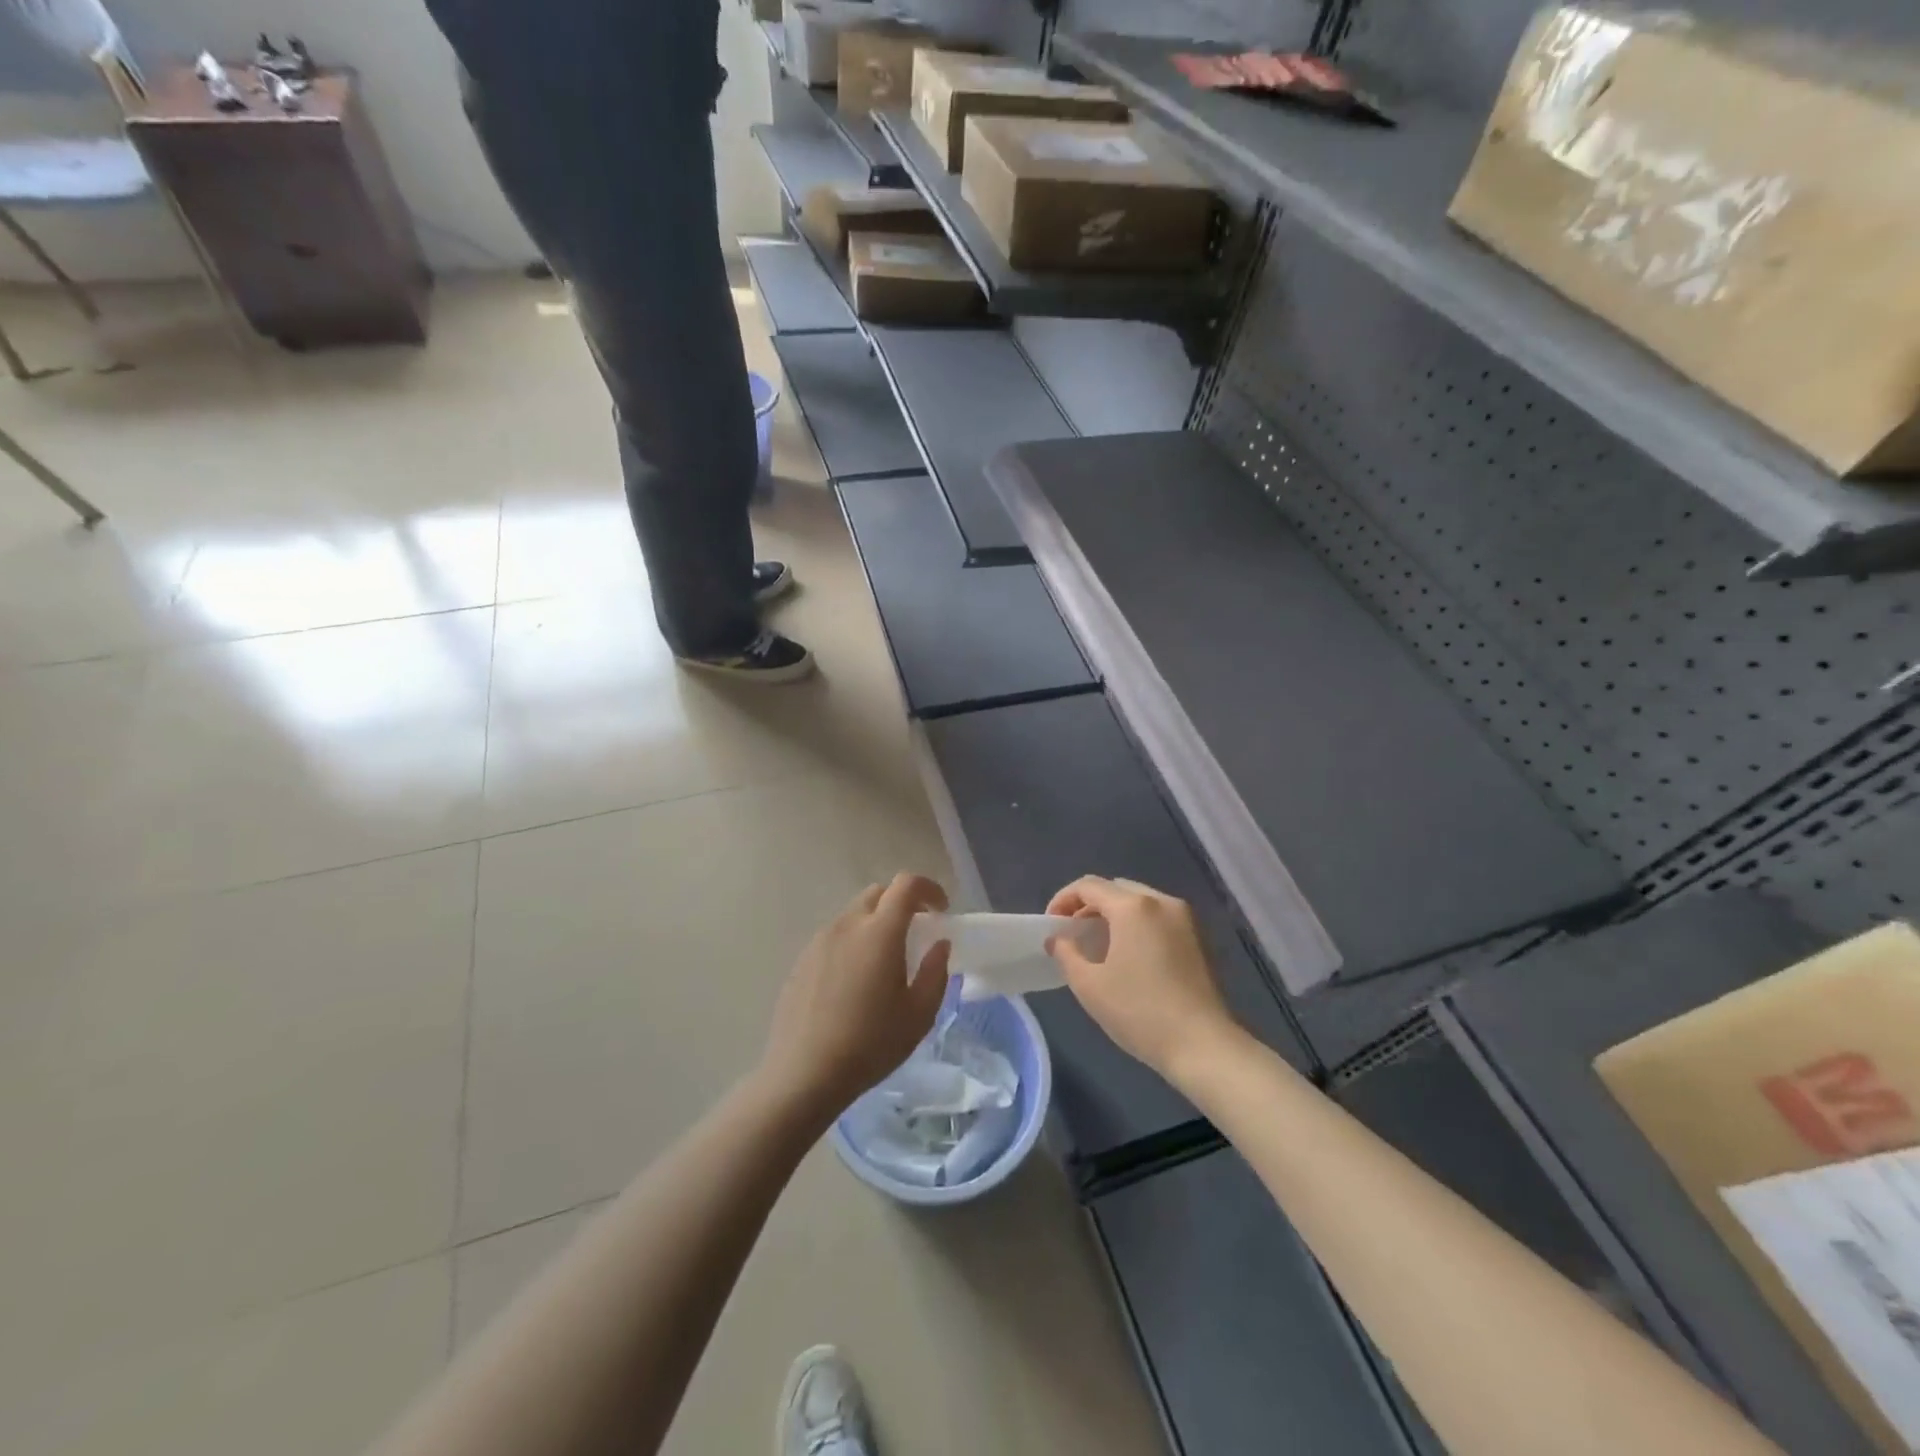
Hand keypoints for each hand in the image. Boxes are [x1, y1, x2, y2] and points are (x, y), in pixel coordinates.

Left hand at [758, 873, 951, 1119]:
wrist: (804, 1073)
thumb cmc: (871, 1044)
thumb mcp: (919, 1014)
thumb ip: (936, 971)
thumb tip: (939, 944)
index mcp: (879, 932)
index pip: (906, 885)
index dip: (929, 889)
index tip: (941, 911)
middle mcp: (847, 925)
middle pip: (878, 894)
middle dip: (902, 904)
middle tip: (916, 933)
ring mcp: (820, 940)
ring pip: (854, 915)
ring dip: (875, 924)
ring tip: (885, 962)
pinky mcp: (802, 959)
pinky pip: (835, 937)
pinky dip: (853, 943)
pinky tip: (855, 981)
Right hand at [1046, 876, 1240, 1080]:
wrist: (1203, 1045)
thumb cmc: (1140, 1012)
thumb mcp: (1089, 986)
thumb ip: (1066, 953)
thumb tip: (1058, 939)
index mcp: (1133, 906)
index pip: (1088, 886)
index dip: (1062, 900)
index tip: (1051, 925)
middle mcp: (1161, 901)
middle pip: (1115, 888)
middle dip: (1088, 905)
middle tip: (1073, 933)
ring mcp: (1184, 917)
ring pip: (1139, 900)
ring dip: (1113, 914)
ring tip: (1099, 944)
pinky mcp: (1198, 937)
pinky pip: (1158, 916)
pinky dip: (1137, 923)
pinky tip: (1129, 954)